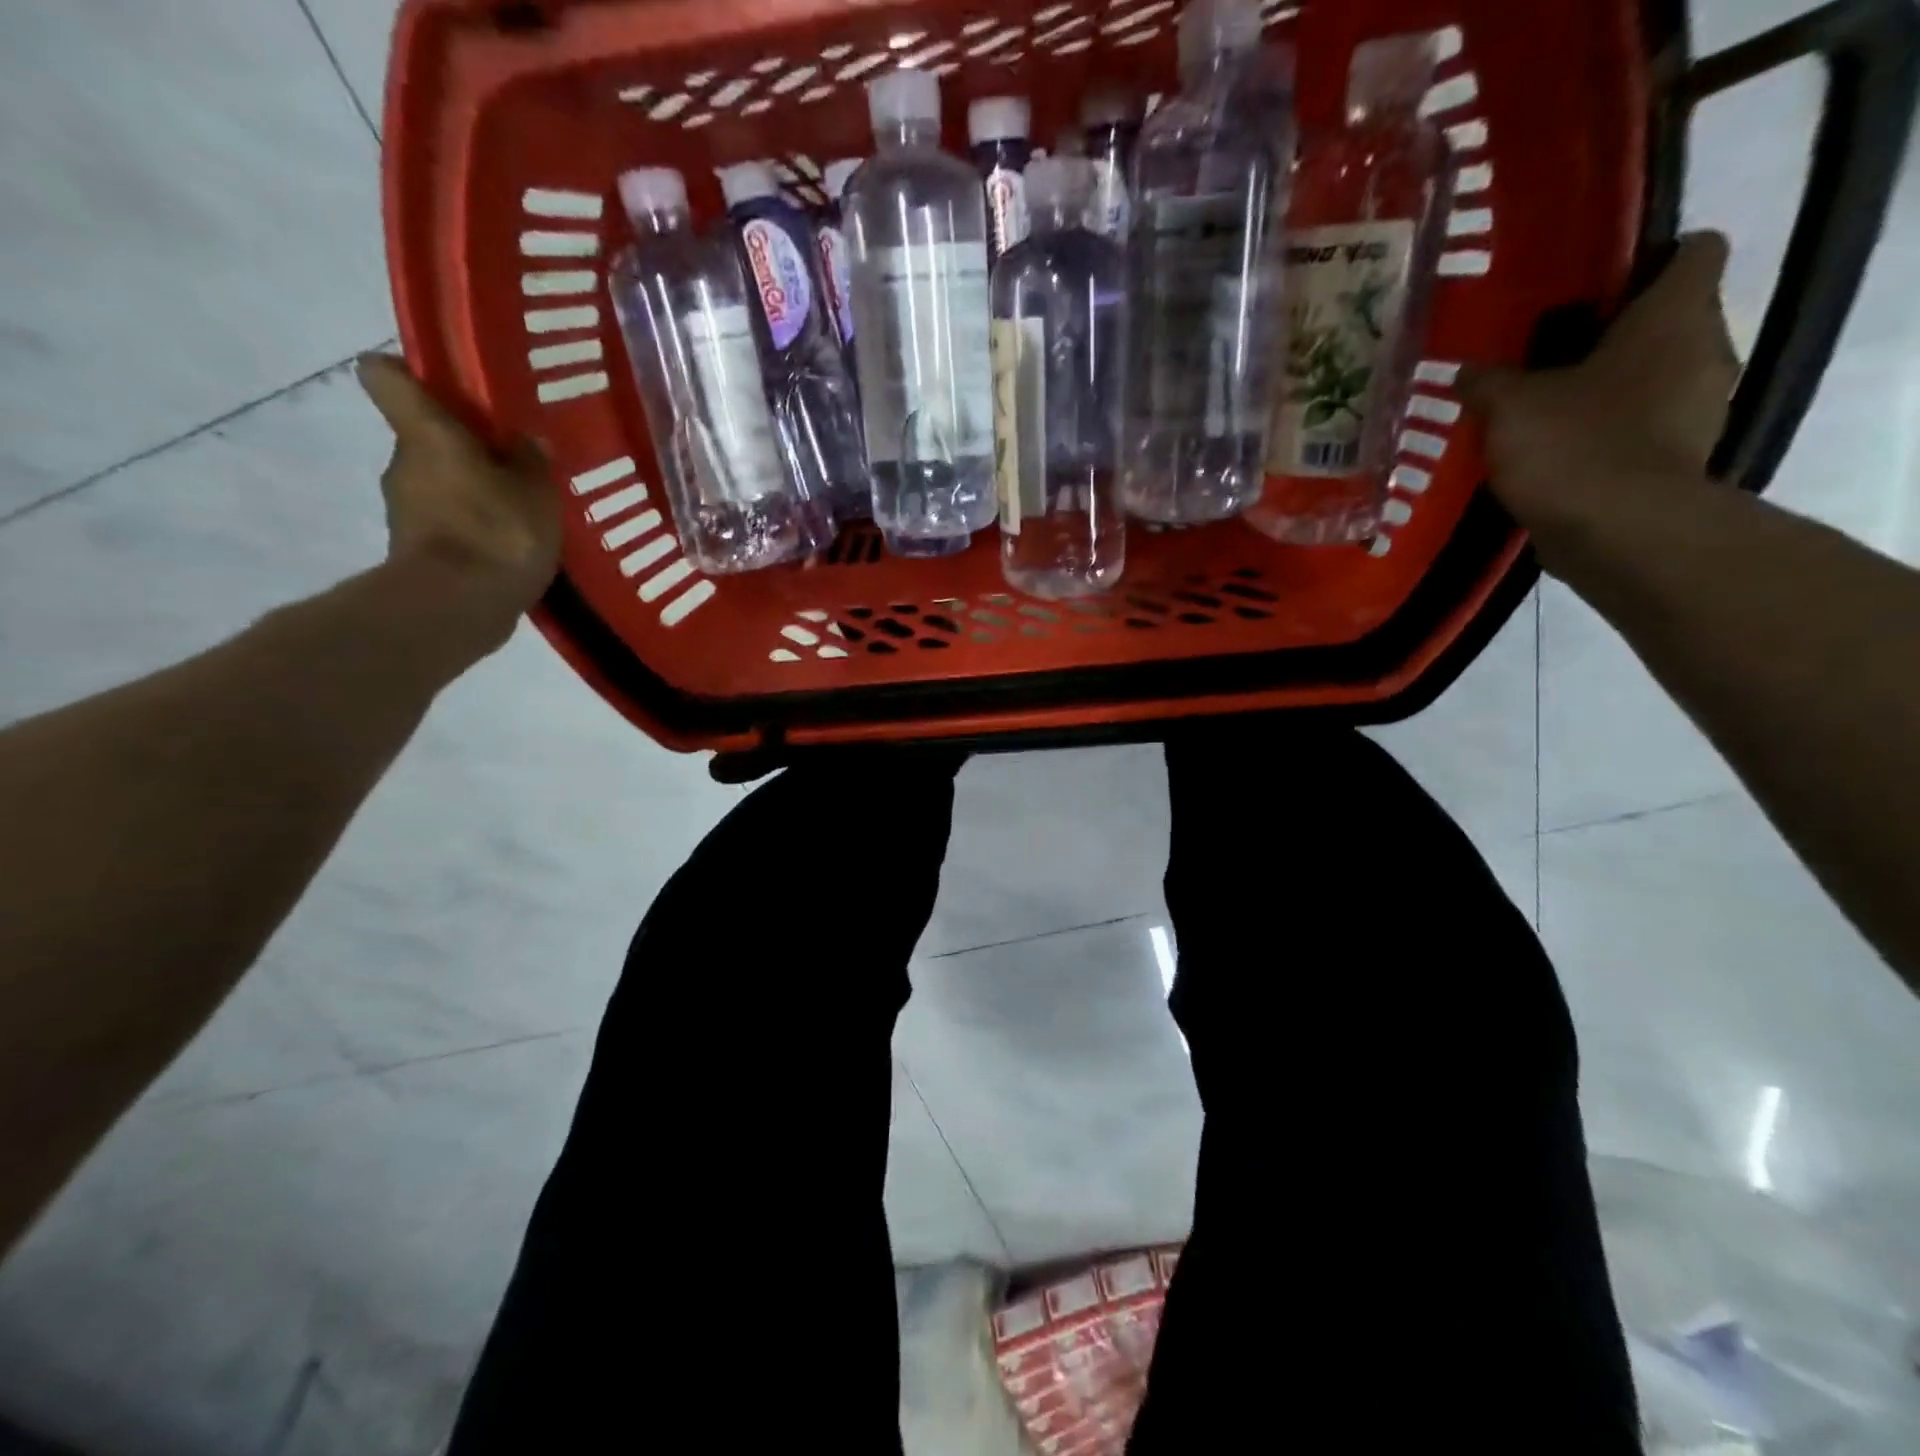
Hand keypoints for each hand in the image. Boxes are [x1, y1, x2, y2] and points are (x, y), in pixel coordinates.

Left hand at [356, 354, 561, 652]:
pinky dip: (472, 529)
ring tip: (520, 512)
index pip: (385, 376)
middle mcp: (403, 462)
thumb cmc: (497, 533)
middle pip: (425, 437)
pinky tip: (509, 546)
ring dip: (472, 492)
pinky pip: (446, 523)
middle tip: (514, 465)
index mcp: (426, 432)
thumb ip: (532, 462)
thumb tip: (526, 440)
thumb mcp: (537, 493)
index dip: (409, 373)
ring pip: (438, 483)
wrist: (456, 607)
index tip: (445, 387)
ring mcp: (403, 508)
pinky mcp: (415, 549)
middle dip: (464, 448)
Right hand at [1459, 233, 1741, 552]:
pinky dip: (1610, 434)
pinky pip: (1645, 428)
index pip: (1694, 251)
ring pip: (1657, 377)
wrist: (1619, 531)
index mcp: (1674, 316)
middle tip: (1552, 355)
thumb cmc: (1573, 445)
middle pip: (1670, 320)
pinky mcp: (1680, 458)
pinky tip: (1562, 453)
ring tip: (1549, 409)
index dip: (1650, 258)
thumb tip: (1469, 371)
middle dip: (1616, 334)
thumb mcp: (1508, 407)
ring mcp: (1699, 409)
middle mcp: (1705, 350)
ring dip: (1612, 389)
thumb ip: (1487, 382)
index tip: (1597, 284)